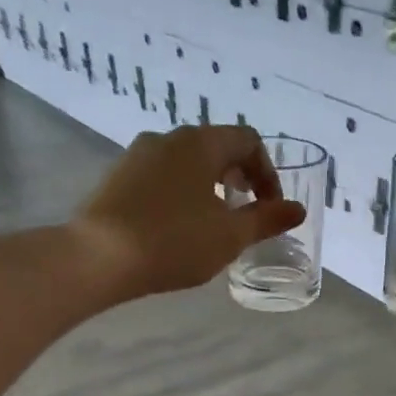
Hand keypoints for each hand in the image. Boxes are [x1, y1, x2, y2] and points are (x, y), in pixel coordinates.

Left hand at [72, 126, 302, 299]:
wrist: (99, 257)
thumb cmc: (174, 242)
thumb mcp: (229, 236)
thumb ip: (266, 220)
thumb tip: (297, 209)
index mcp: (200, 143)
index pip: (248, 141)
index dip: (268, 173)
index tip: (270, 209)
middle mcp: (168, 138)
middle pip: (217, 147)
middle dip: (240, 177)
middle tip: (247, 212)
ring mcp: (138, 155)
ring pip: (187, 161)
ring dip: (211, 185)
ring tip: (215, 222)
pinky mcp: (118, 177)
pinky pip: (162, 176)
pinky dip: (183, 192)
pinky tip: (179, 226)